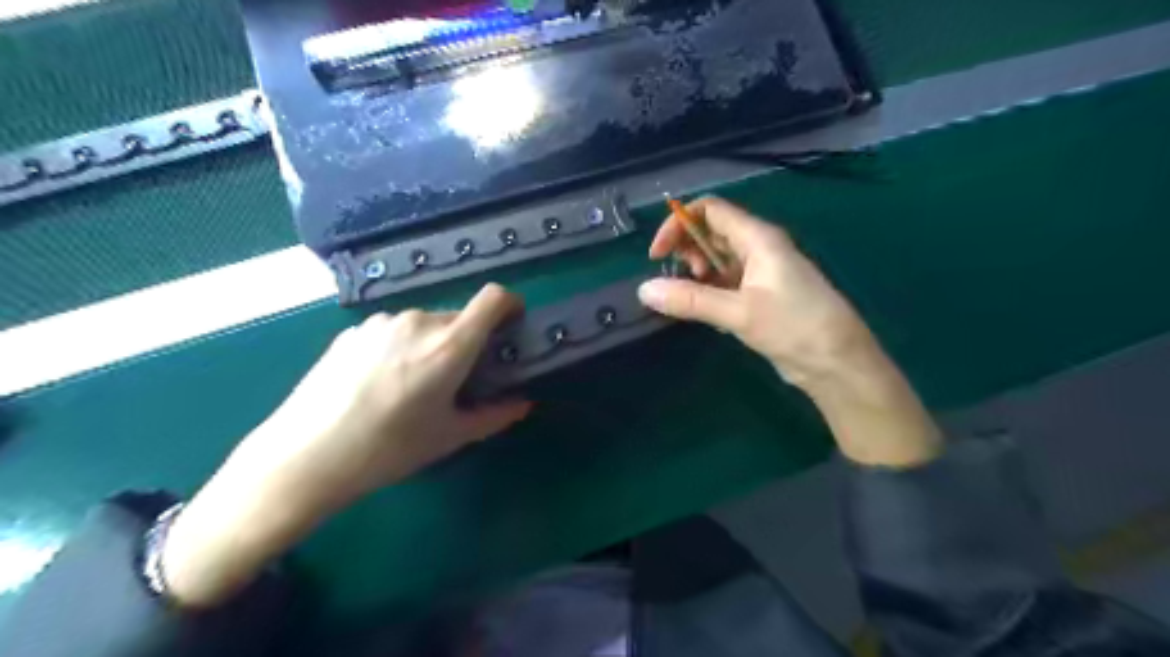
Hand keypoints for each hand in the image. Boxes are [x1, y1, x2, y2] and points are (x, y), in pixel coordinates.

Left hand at [161, 286, 530, 608]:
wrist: (305, 456)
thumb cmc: (389, 448)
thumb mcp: (450, 437)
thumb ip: (495, 415)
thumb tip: (522, 404)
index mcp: (449, 344)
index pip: (493, 298)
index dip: (510, 304)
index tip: (511, 325)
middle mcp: (418, 322)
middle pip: (459, 317)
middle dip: (468, 340)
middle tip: (458, 378)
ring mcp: (381, 323)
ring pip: (424, 324)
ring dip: (432, 344)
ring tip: (412, 384)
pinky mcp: (352, 331)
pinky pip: (392, 331)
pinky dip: (400, 347)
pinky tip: (378, 383)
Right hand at [639, 197, 876, 385]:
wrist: (837, 362)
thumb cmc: (794, 326)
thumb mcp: (738, 312)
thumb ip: (690, 300)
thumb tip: (644, 290)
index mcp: (758, 238)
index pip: (710, 210)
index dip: (679, 224)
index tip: (658, 255)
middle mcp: (758, 248)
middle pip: (712, 232)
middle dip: (687, 250)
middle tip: (680, 279)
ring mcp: (761, 272)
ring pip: (718, 259)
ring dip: (697, 273)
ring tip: (691, 298)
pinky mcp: (761, 295)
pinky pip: (726, 282)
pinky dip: (709, 290)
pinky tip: (704, 311)